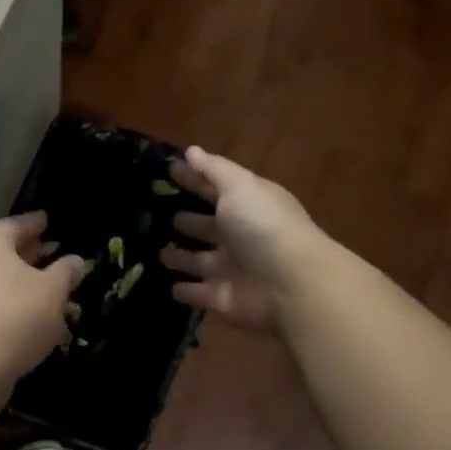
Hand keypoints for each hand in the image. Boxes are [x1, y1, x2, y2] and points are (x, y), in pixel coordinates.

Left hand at [0, 212, 86, 387]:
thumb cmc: (15, 316)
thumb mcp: (52, 292)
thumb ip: (65, 272)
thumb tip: (74, 260)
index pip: (17, 224)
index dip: (36, 223)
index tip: (48, 220)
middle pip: (1, 248)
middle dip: (27, 251)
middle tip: (51, 252)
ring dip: (16, 278)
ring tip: (42, 285)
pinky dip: (4, 299)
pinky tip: (23, 313)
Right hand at [159, 147, 321, 335]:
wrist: (291, 284)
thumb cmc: (263, 226)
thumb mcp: (239, 186)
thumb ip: (214, 170)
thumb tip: (191, 150)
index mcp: (247, 206)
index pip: (215, 189)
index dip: (194, 179)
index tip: (169, 171)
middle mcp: (240, 237)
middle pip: (209, 226)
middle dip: (189, 221)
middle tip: (160, 213)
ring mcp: (231, 269)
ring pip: (200, 261)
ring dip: (182, 257)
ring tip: (159, 252)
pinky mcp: (222, 298)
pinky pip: (198, 293)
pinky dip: (185, 291)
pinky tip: (170, 286)